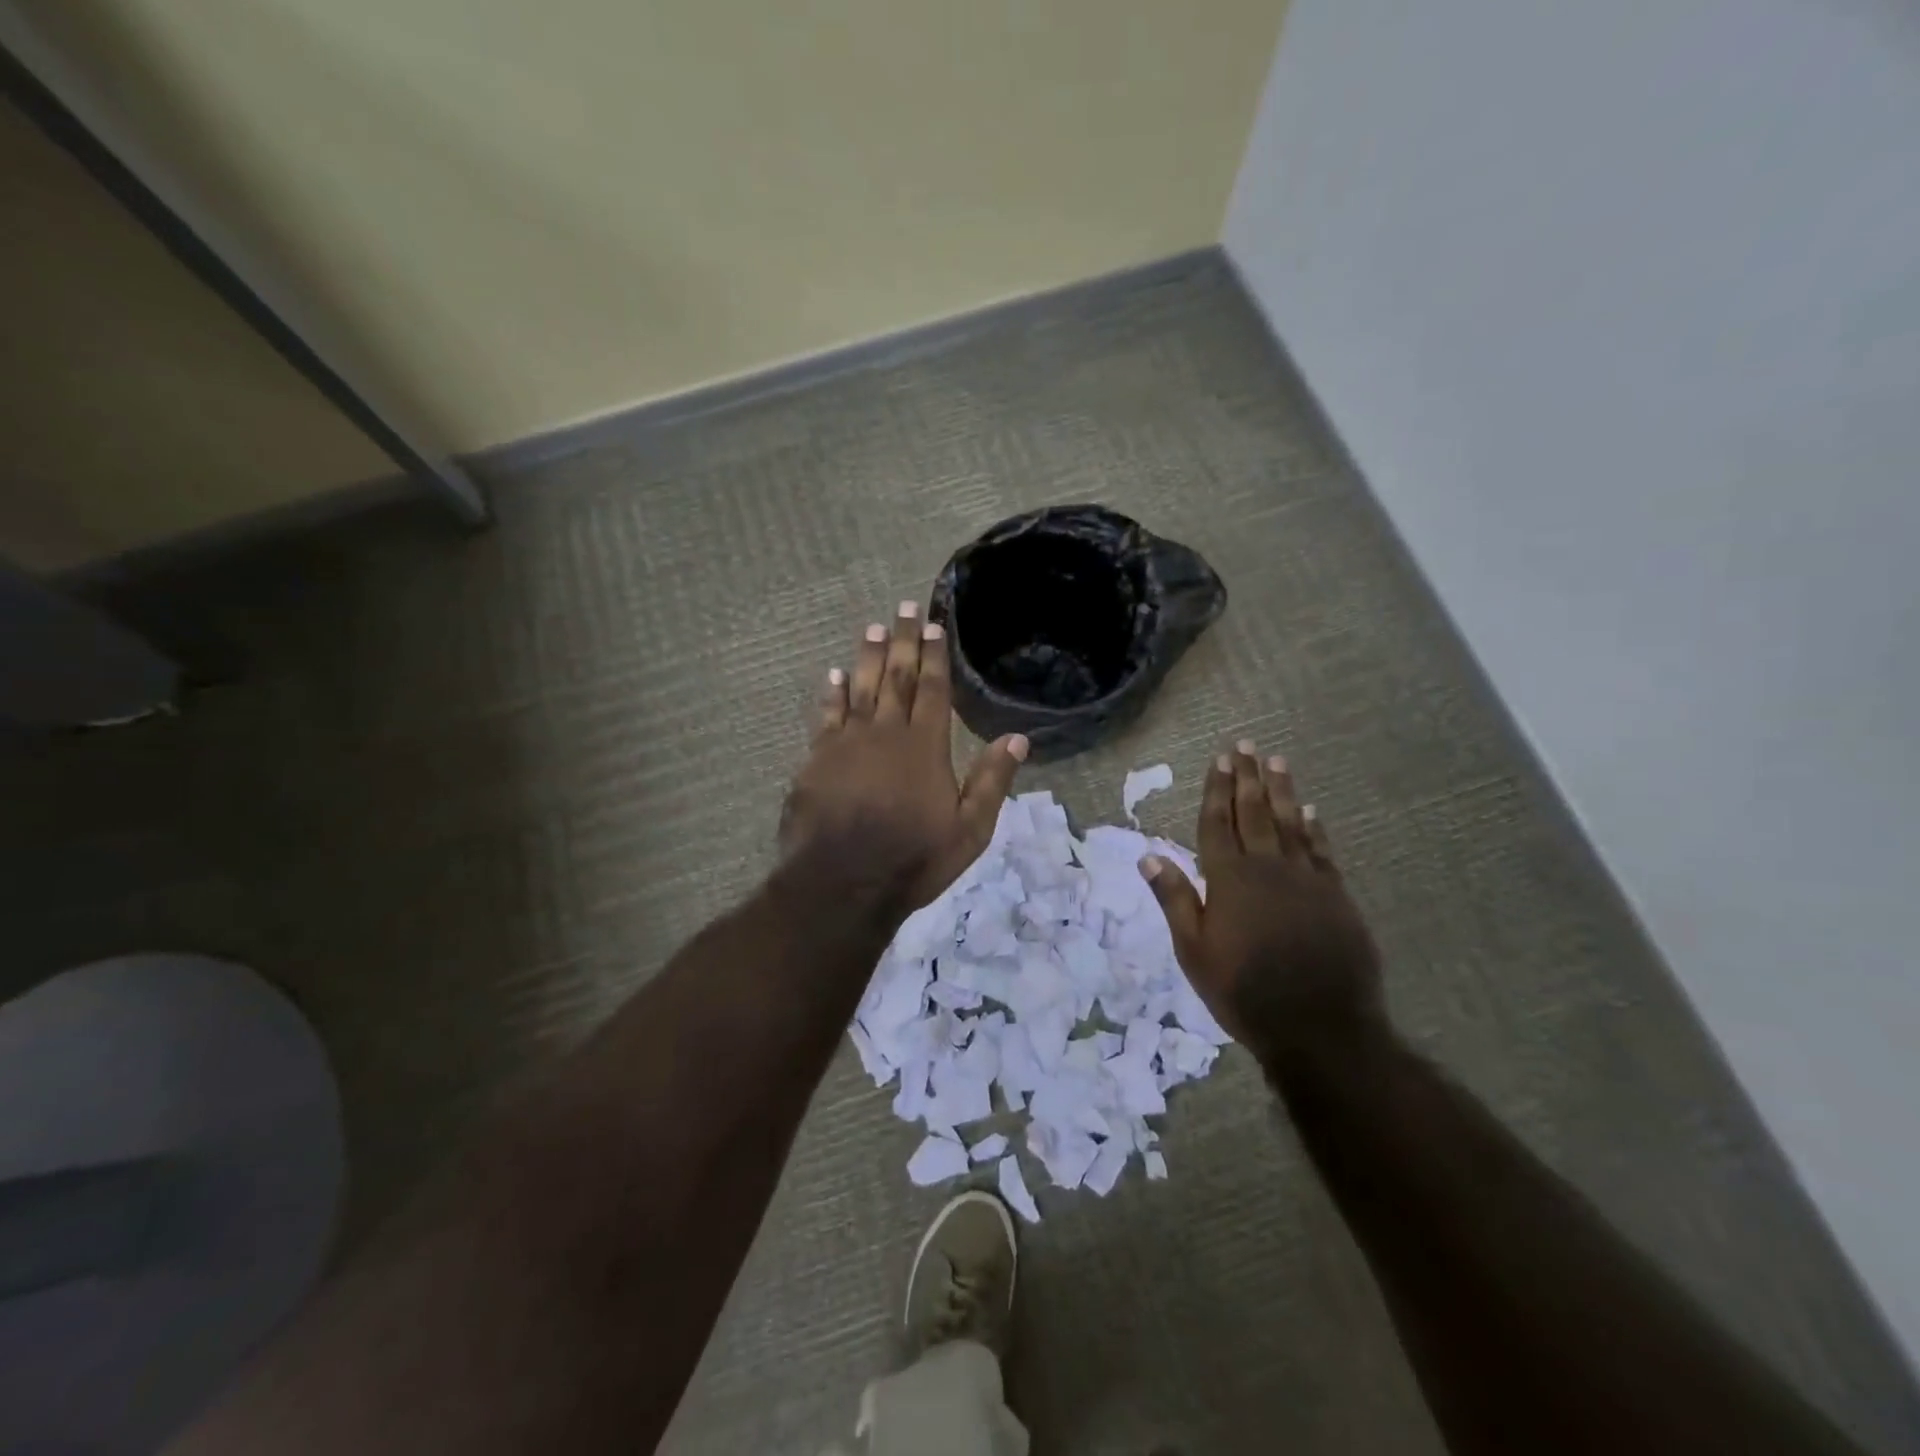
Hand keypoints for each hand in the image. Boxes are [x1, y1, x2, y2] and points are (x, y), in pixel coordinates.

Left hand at [781, 602, 1027, 912]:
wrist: (843, 883)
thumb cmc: (914, 859)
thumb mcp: (970, 829)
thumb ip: (992, 780)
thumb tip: (1018, 738)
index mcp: (925, 746)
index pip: (933, 690)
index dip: (935, 656)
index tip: (936, 625)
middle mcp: (886, 733)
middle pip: (897, 678)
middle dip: (904, 641)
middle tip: (905, 607)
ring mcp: (847, 743)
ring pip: (861, 688)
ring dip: (869, 657)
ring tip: (874, 628)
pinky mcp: (817, 759)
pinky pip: (826, 715)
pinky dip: (831, 693)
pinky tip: (834, 674)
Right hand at [1140, 741, 1383, 1063]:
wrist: (1319, 1027)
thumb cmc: (1243, 991)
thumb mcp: (1194, 951)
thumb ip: (1174, 899)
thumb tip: (1149, 855)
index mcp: (1228, 880)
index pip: (1217, 824)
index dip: (1216, 790)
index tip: (1218, 760)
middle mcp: (1267, 868)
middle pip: (1253, 813)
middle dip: (1246, 778)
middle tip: (1244, 745)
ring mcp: (1306, 880)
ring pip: (1290, 824)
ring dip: (1281, 791)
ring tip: (1275, 761)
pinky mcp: (1336, 896)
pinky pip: (1322, 851)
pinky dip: (1314, 829)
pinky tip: (1311, 811)